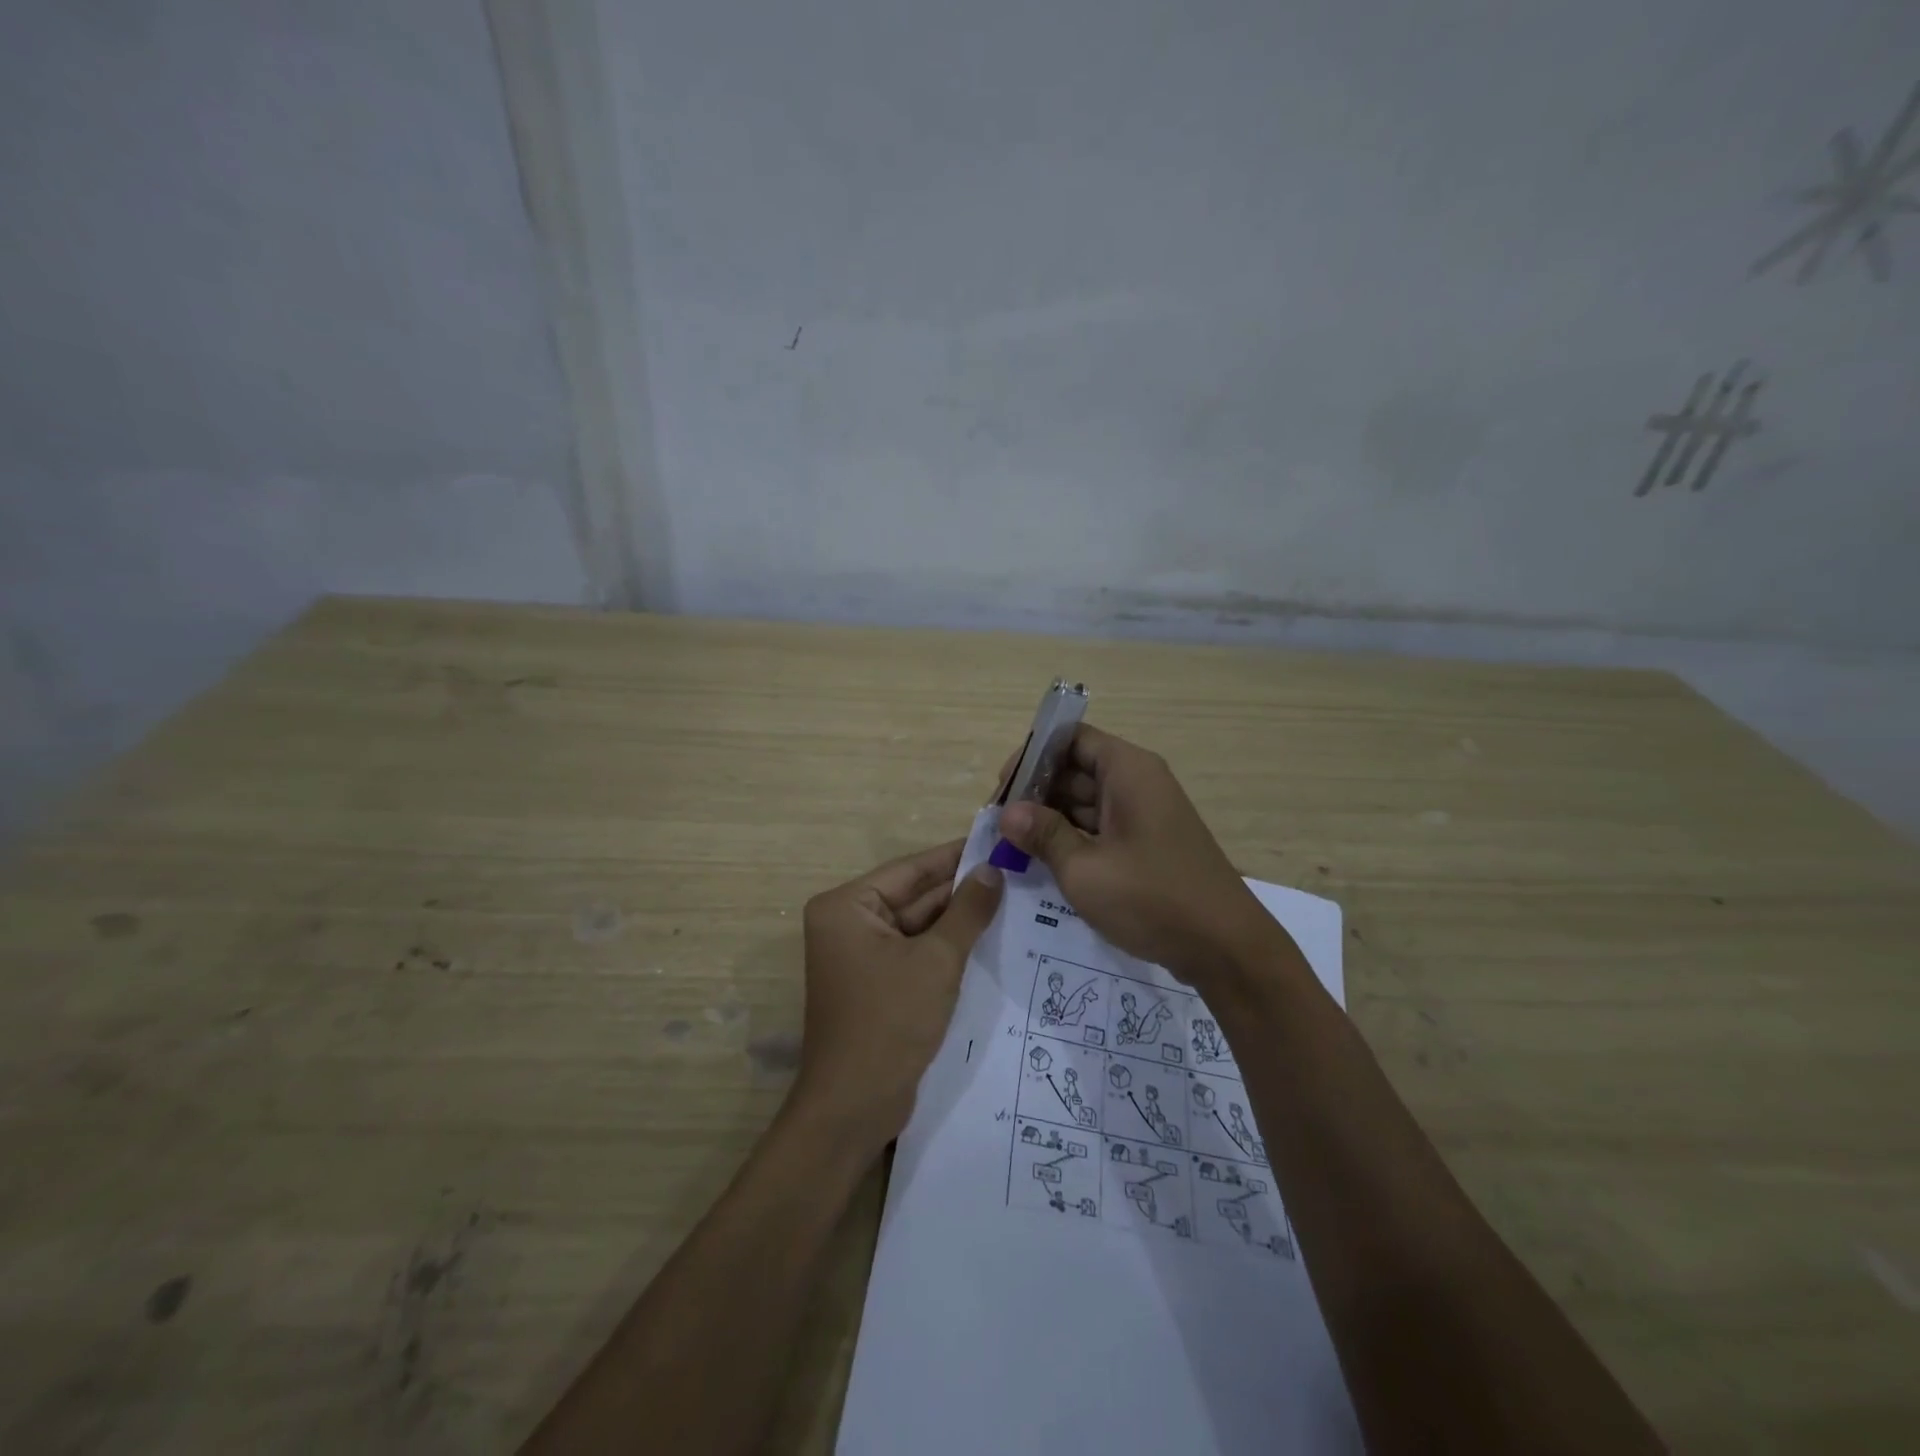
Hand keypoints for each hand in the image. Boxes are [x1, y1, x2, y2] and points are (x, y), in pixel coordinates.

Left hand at [793, 841, 1003, 1149]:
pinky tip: (990, 937)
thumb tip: (993, 869)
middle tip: (1016, 873)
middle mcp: (848, 923)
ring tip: (1014, 899)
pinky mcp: (876, 983)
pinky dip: (947, 947)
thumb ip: (967, 911)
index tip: (999, 842)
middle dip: (962, 890)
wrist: (854, 1108)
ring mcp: (860, 955)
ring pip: (918, 925)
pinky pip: (916, 952)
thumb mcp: (937, 960)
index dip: (956, 856)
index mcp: (847, 906)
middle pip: (914, 896)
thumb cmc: (890, 1022)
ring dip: (959, 919)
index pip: (911, 869)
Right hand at [998, 725, 1275, 985]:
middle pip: (1075, 769)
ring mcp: (1144, 814)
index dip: (1033, 756)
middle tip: (998, 825)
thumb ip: (1043, 835)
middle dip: (1035, 793)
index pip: (1070, 738)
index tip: (1002, 789)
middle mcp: (1137, 782)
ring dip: (1050, 819)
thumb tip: (1007, 813)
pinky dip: (1072, 839)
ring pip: (1085, 801)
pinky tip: (1043, 862)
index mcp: (1127, 770)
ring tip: (1012, 846)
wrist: (1225, 949)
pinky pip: (1100, 827)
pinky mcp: (1146, 843)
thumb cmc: (1152, 899)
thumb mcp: (1085, 869)